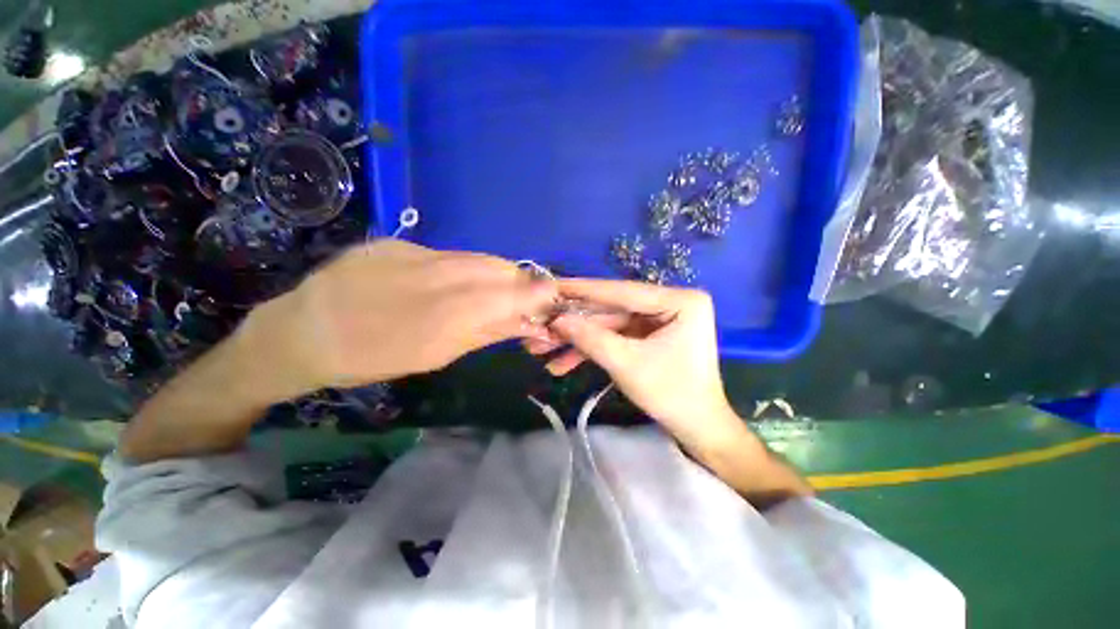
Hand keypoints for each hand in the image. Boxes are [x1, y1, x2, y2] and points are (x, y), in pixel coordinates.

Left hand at [240, 240, 556, 401]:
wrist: (304, 331)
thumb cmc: (373, 358)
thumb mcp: (436, 356)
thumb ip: (486, 332)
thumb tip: (527, 322)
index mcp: (447, 315)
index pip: (511, 294)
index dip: (538, 293)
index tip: (552, 298)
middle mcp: (437, 276)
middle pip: (499, 269)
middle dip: (521, 281)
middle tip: (524, 297)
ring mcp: (415, 253)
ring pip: (477, 258)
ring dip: (495, 273)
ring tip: (494, 290)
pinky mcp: (397, 242)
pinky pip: (448, 253)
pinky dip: (465, 266)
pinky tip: (455, 280)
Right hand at [525, 279, 740, 452]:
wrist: (697, 429)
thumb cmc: (671, 395)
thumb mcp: (626, 364)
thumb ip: (590, 338)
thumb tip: (557, 320)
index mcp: (679, 300)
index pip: (622, 291)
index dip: (584, 290)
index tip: (553, 285)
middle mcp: (670, 303)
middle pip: (612, 309)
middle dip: (575, 323)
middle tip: (541, 323)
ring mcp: (659, 320)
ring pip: (609, 325)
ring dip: (578, 339)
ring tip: (542, 350)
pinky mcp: (649, 336)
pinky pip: (616, 337)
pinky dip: (592, 349)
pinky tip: (563, 362)